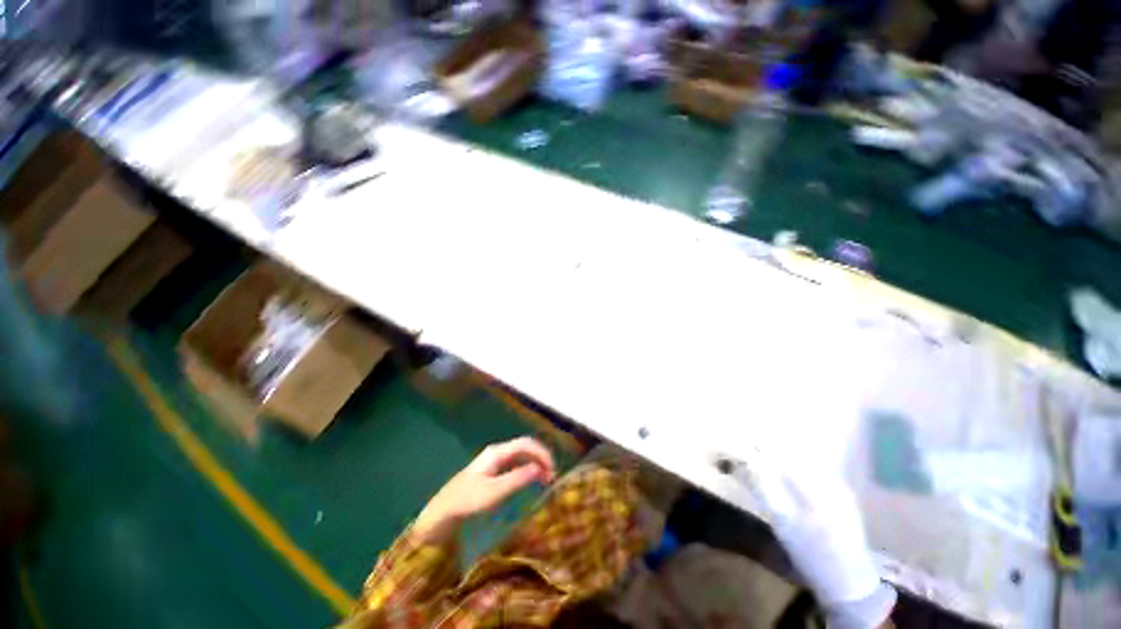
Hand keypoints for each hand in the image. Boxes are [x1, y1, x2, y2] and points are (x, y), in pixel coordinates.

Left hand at [412, 437, 555, 544]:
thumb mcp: (495, 492)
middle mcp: (497, 452)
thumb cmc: (468, 501)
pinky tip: (531, 479)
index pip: (526, 444)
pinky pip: (516, 462)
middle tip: (552, 475)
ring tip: (546, 478)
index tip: (553, 469)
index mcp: (497, 453)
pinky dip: (527, 468)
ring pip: (521, 454)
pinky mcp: (492, 470)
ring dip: (535, 462)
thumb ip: (518, 478)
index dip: (542, 453)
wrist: (444, 511)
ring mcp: (494, 460)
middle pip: (525, 447)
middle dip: (540, 457)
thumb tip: (540, 469)